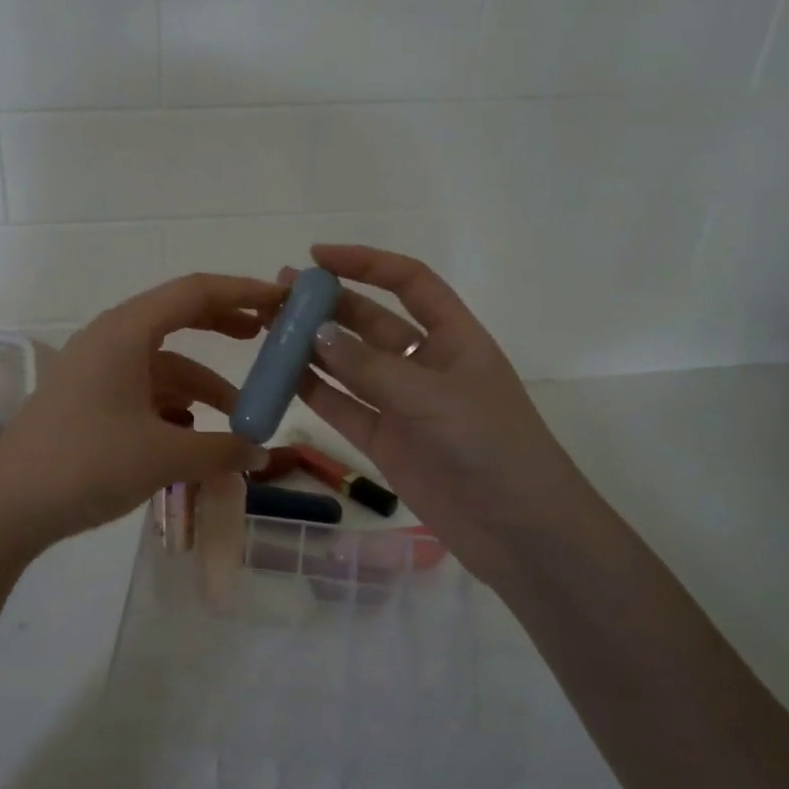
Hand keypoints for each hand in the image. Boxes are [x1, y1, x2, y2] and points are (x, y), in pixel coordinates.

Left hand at [0, 274, 279, 553]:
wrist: (5, 507)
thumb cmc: (86, 465)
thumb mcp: (163, 457)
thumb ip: (221, 450)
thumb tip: (260, 452)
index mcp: (125, 332)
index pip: (194, 292)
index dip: (243, 291)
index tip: (283, 302)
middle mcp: (109, 340)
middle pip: (177, 318)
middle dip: (224, 326)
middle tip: (267, 337)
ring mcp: (94, 371)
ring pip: (162, 364)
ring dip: (202, 385)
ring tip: (238, 419)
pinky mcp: (86, 401)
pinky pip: (142, 390)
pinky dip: (173, 405)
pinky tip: (191, 433)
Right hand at [287, 246, 598, 584]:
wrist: (518, 530)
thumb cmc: (491, 447)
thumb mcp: (433, 397)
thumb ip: (371, 367)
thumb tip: (317, 334)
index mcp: (454, 338)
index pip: (409, 283)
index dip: (366, 264)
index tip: (318, 257)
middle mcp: (425, 364)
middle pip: (371, 322)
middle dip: (329, 305)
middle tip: (279, 295)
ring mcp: (403, 405)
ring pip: (350, 366)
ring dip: (314, 347)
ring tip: (270, 330)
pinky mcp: (385, 441)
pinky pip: (343, 408)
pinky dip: (314, 392)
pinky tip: (282, 377)